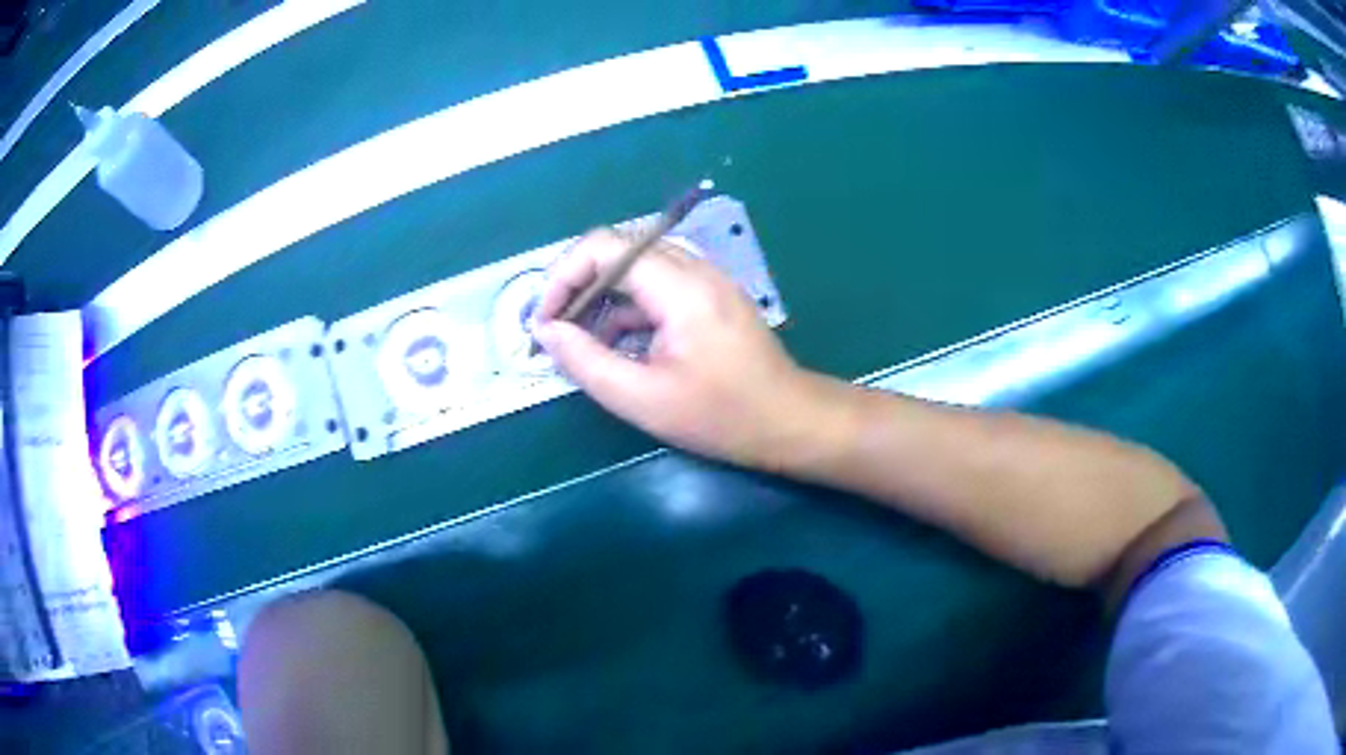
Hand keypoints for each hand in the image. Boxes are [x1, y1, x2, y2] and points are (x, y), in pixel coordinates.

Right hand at [533, 228, 825, 468]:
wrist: (790, 421)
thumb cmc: (721, 417)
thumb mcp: (643, 399)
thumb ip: (586, 362)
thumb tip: (546, 333)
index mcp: (680, 287)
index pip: (605, 247)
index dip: (563, 276)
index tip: (546, 321)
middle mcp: (694, 268)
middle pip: (619, 250)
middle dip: (578, 285)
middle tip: (556, 328)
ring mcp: (706, 279)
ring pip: (636, 266)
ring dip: (601, 295)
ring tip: (579, 339)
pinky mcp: (710, 295)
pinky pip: (657, 284)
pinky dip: (628, 306)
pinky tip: (616, 343)